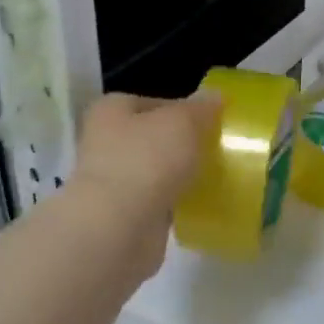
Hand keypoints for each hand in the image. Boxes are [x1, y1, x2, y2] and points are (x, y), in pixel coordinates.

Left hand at [70, 93, 219, 262]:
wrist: (119, 227)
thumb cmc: (147, 160)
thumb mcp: (183, 122)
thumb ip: (201, 108)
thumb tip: (215, 96)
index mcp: (112, 111)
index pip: (153, 102)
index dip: (183, 109)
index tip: (212, 122)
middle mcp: (106, 142)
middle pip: (154, 137)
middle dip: (183, 144)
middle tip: (217, 149)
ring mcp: (114, 180)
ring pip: (156, 171)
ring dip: (180, 174)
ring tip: (215, 175)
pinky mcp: (125, 214)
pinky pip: (158, 201)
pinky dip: (176, 202)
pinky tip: (200, 203)